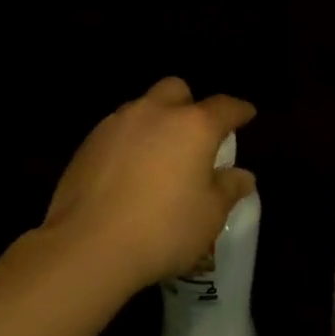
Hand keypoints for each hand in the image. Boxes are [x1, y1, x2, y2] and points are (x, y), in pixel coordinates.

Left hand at [39, 77, 255, 293]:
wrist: (88, 244)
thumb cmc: (162, 229)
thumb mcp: (209, 216)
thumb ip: (228, 189)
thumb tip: (242, 175)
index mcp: (193, 125)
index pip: (224, 106)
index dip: (238, 110)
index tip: (246, 115)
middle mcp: (154, 113)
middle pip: (176, 90)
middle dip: (189, 105)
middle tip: (195, 135)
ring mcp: (116, 123)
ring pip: (143, 107)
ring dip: (156, 122)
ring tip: (159, 155)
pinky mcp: (89, 142)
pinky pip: (118, 130)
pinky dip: (129, 142)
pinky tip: (128, 171)